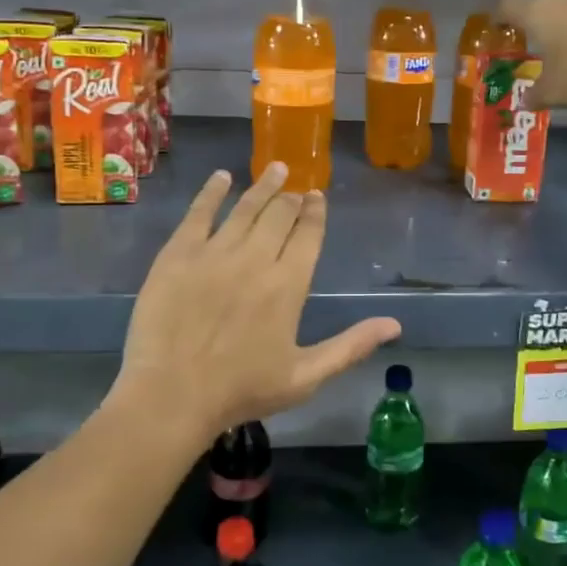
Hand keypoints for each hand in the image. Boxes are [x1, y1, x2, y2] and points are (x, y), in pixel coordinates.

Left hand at [113, 163, 401, 446]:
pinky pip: (199, 213)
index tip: (317, 196)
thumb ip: (350, 346)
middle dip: (291, 198)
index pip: (308, 235)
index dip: (315, 213)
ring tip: (275, 169)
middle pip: (279, 216)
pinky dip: (212, 192)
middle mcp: (255, 258)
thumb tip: (394, 325)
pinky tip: (222, 178)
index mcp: (288, 285)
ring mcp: (214, 253)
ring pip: (245, 208)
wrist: (171, 396)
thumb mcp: (305, 377)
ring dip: (263, 186)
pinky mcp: (178, 255)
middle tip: (296, 185)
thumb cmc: (241, 390)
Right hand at [496, 0, 566, 108]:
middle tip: (529, 44)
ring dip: (560, 26)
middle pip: (537, 4)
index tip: (496, 28)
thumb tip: (525, 101)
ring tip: (560, 50)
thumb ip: (535, 95)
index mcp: (537, 13)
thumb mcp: (553, 92)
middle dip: (531, 23)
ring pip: (565, 9)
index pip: (507, 6)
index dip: (498, 16)